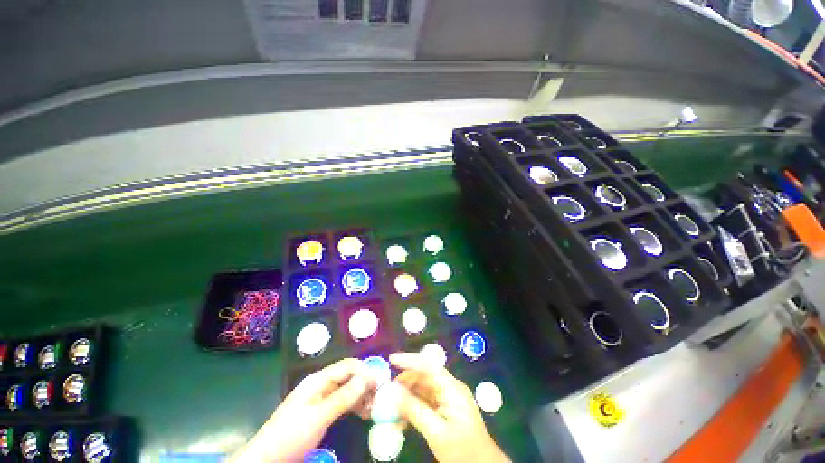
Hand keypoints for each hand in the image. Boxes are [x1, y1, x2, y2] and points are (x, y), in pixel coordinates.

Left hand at [230, 358, 375, 462]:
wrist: (267, 460)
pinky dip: (354, 406)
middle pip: (348, 377)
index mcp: (318, 380)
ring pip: (347, 390)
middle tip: (381, 396)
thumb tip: (366, 377)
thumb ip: (343, 397)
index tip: (381, 381)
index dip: (365, 370)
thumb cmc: (291, 435)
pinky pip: (342, 403)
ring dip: (361, 395)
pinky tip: (364, 413)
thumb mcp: (319, 417)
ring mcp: (321, 399)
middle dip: (365, 383)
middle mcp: (321, 385)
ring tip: (375, 407)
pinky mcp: (321, 413)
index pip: (347, 366)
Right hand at [390, 353, 509, 462]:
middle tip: (386, 392)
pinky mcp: (444, 409)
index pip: (429, 366)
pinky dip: (412, 408)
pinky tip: (400, 419)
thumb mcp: (436, 432)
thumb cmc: (463, 450)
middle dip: (404, 382)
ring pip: (422, 389)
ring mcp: (447, 398)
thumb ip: (414, 410)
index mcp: (452, 388)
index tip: (391, 360)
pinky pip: (424, 402)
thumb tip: (393, 392)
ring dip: (406, 396)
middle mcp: (449, 388)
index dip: (410, 360)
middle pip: (423, 376)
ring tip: (389, 408)